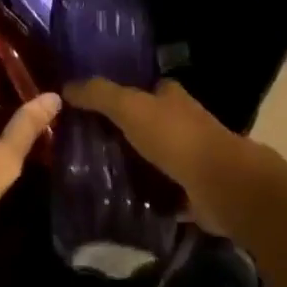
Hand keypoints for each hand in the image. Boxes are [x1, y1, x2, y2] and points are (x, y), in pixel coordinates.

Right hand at [65, 78, 257, 233]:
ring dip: (134, 164)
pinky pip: (163, 189)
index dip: (120, 93)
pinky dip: (147, 194)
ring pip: (154, 155)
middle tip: (86, 143)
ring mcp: (190, 157)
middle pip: (148, 122)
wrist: (219, 184)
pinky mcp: (192, 190)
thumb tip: (66, 85)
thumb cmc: (175, 137)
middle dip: (124, 131)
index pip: (144, 88)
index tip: (91, 106)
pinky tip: (121, 201)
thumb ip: (99, 94)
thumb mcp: (130, 107)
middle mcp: (183, 121)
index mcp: (171, 96)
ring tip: (96, 174)